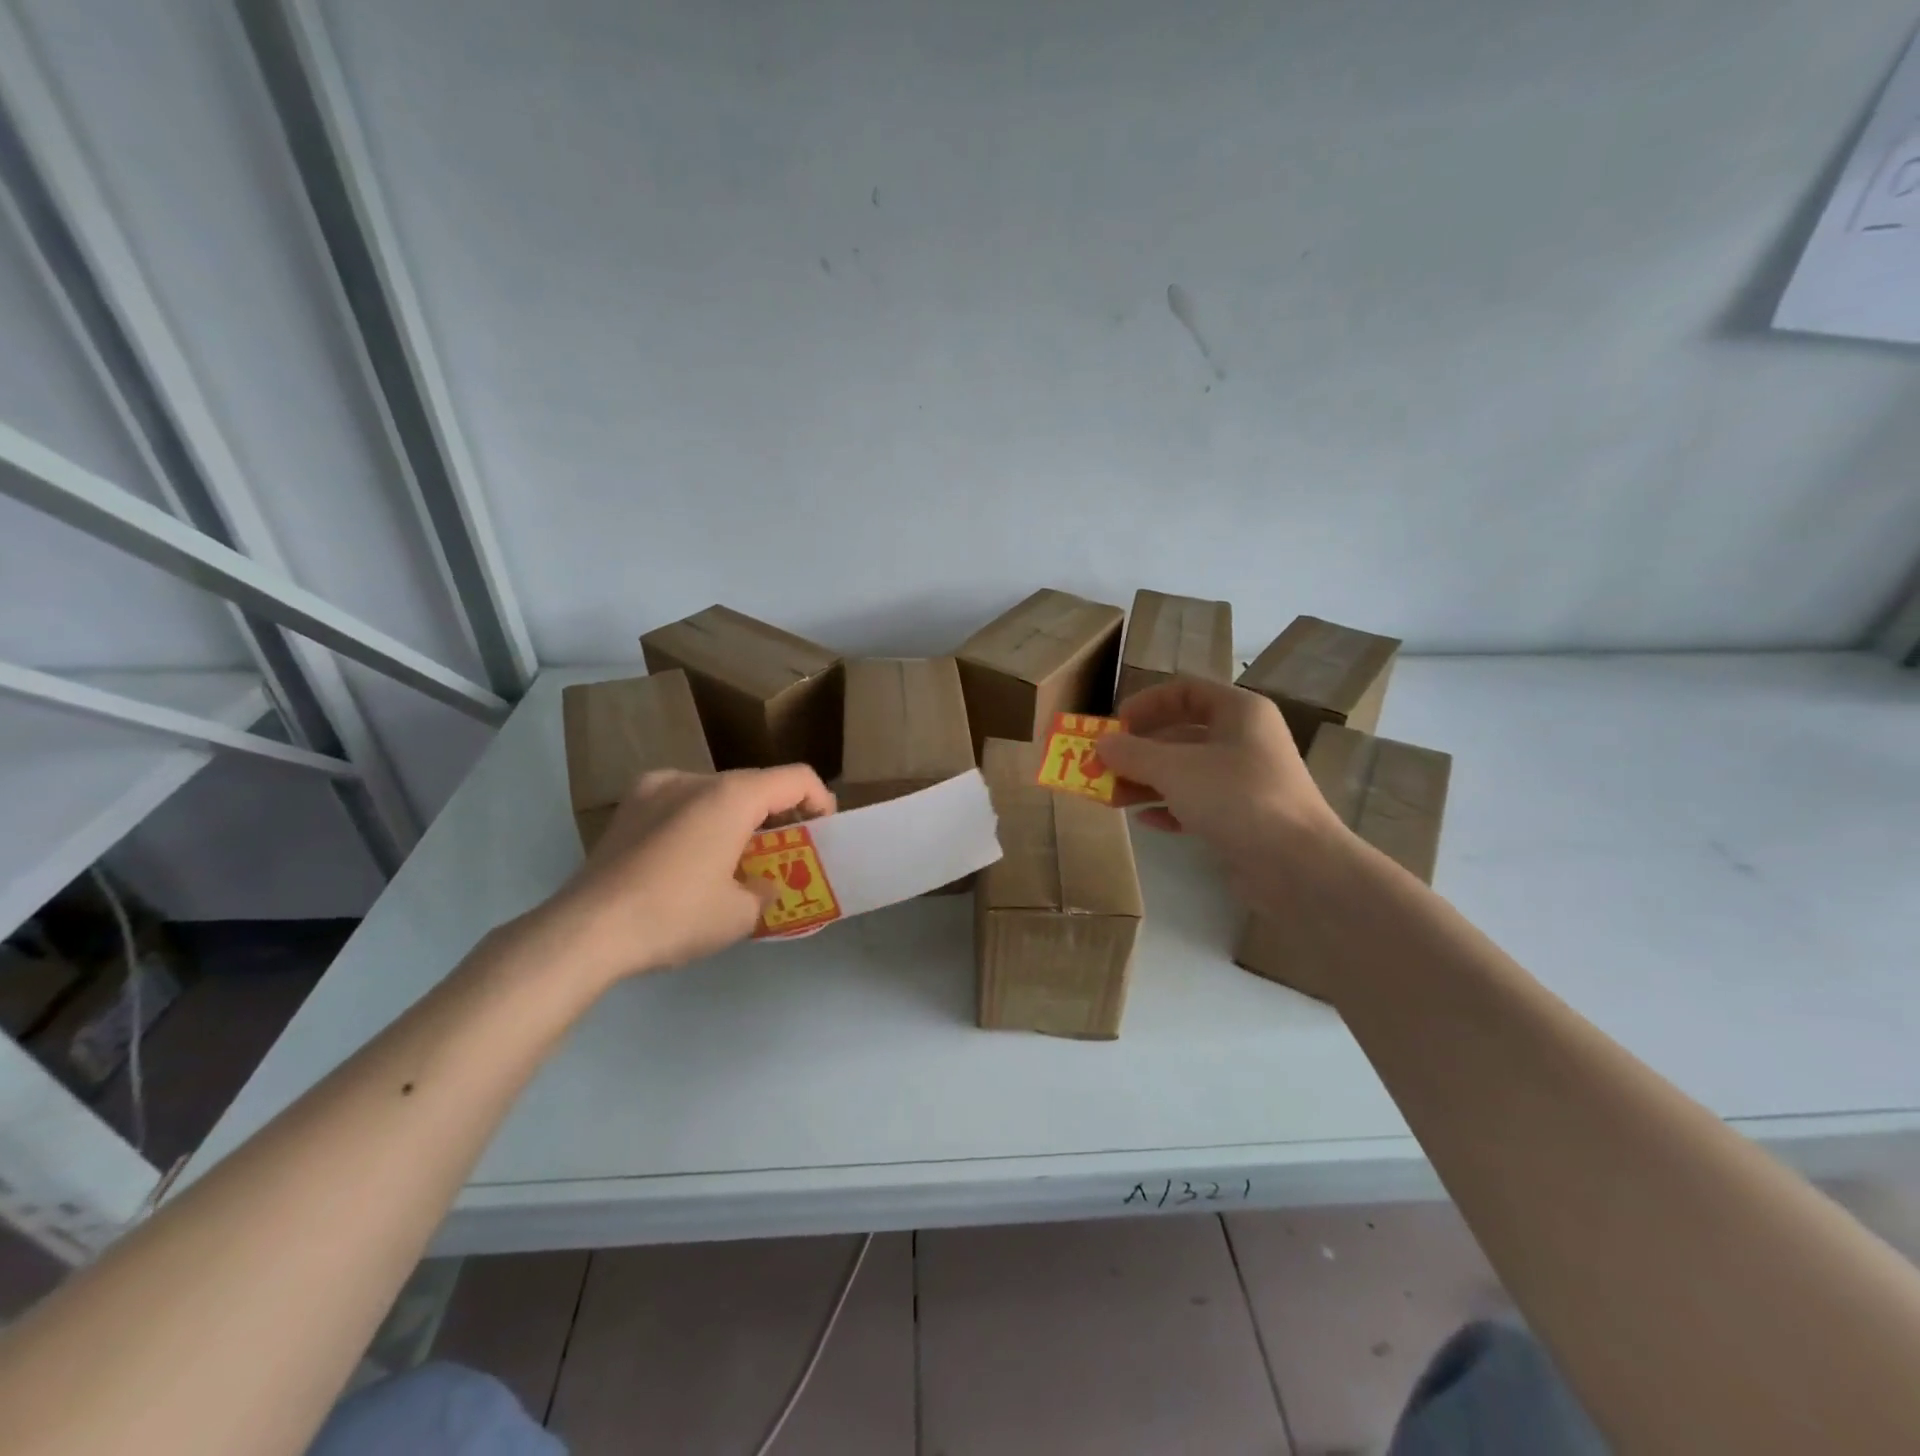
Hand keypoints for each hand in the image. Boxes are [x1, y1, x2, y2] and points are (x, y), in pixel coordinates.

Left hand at [543, 766, 835, 983]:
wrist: (585, 931)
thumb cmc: (675, 916)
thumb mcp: (740, 914)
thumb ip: (767, 890)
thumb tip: (763, 884)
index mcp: (732, 795)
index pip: (796, 778)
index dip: (821, 800)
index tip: (823, 832)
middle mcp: (695, 778)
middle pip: (755, 784)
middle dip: (777, 815)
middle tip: (784, 852)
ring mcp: (655, 787)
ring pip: (716, 792)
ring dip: (737, 818)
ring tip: (734, 859)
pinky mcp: (628, 807)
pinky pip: (681, 802)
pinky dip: (700, 821)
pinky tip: (690, 859)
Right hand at [1096, 677, 1350, 908]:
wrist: (1297, 866)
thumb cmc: (1236, 798)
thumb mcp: (1175, 769)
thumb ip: (1133, 753)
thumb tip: (1101, 743)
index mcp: (1239, 712)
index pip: (1185, 691)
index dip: (1147, 703)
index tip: (1115, 725)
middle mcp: (1244, 740)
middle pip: (1181, 733)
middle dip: (1139, 750)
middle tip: (1103, 766)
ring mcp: (1245, 781)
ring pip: (1186, 771)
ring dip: (1146, 781)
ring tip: (1110, 798)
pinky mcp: (1242, 817)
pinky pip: (1196, 803)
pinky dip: (1168, 808)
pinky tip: (1144, 820)